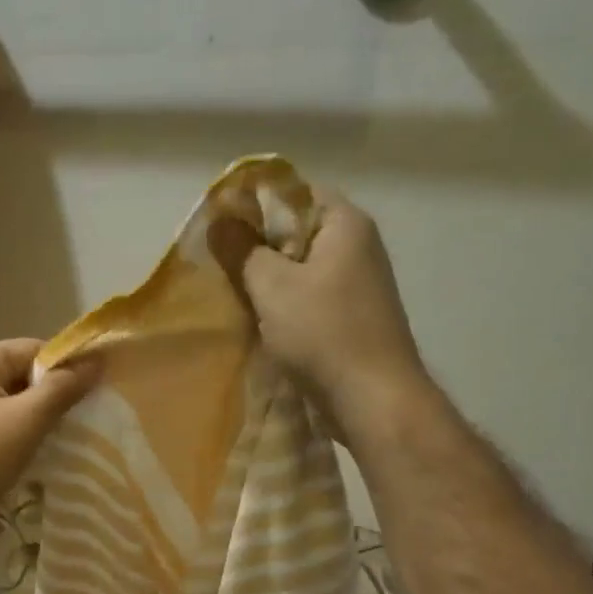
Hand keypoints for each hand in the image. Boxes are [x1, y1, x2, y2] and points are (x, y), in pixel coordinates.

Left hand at [0, 339, 99, 561]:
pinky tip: (49, 459)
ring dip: (44, 423)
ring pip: (17, 408)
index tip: (100, 391)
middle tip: (92, 419)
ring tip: (76, 439)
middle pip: (25, 377)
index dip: (68, 366)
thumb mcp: (26, 420)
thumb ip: (62, 389)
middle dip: (57, 397)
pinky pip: (5, 432)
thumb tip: (97, 361)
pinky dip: (27, 441)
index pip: (34, 349)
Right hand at [238, 194, 428, 424]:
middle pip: (298, 233)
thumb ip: (243, 251)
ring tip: (233, 296)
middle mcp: (359, 247)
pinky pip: (311, 300)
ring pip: (302, 271)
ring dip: (269, 283)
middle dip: (258, 248)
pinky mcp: (353, 319)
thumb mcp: (273, 287)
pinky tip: (260, 324)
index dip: (256, 205)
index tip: (221, 227)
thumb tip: (219, 221)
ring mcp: (359, 286)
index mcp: (346, 224)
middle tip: (220, 265)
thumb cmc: (324, 333)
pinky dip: (285, 308)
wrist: (373, 399)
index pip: (296, 193)